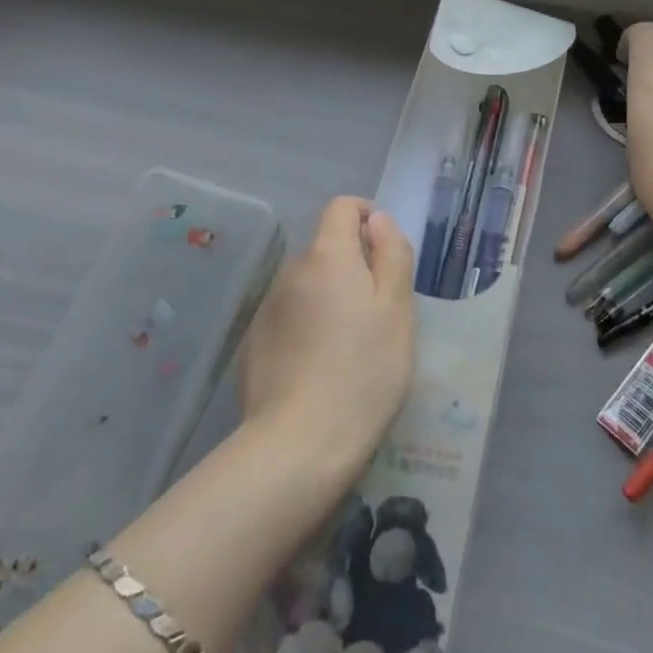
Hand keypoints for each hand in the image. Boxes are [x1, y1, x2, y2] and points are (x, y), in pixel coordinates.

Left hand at [240, 197, 416, 474]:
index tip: (386, 251)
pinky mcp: (254, 342)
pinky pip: (290, 316)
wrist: (298, 446)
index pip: (342, 207)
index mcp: (327, 255)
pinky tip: (320, 367)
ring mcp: (268, 308)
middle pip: (326, 247)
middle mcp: (291, 270)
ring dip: (330, 296)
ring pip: (308, 284)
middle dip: (353, 265)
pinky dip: (308, 325)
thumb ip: (391, 253)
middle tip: (379, 311)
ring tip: (351, 345)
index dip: (366, 216)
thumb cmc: (364, 371)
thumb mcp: (398, 308)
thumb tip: (376, 219)